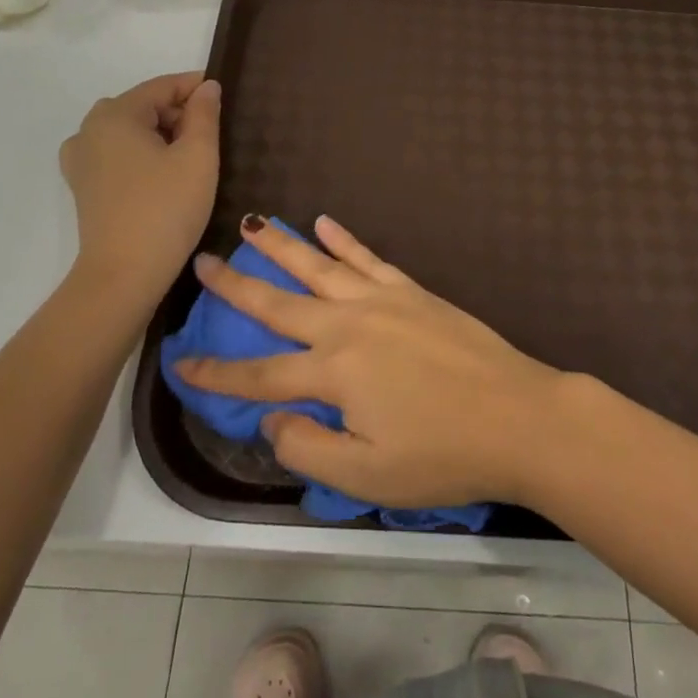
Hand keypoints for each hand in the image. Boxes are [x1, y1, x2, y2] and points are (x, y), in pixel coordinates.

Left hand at [62, 72, 219, 307]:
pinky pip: (117, 153)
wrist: (124, 275)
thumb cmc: (166, 209)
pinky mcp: (83, 185)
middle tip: (213, 135)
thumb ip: (204, 114)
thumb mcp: (198, 157)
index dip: (196, 87)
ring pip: (130, 130)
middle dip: (179, 113)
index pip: (163, 86)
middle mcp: (89, 128)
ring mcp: (81, 158)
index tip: (225, 97)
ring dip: (161, 135)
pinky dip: (142, 154)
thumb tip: (207, 87)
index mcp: (115, 114)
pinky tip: (163, 175)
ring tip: (191, 157)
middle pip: (144, 106)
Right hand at [173, 216, 566, 508]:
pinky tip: (324, 221)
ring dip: (281, 245)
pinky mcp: (412, 291)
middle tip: (203, 261)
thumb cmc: (443, 455)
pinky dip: (344, 238)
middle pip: (279, 303)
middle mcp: (349, 325)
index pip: (260, 375)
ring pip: (319, 266)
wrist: (518, 416)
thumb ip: (309, 449)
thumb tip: (271, 421)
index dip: (217, 374)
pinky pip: (368, 258)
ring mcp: (383, 301)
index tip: (180, 364)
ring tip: (251, 224)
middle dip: (237, 284)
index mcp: (334, 373)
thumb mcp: (369, 475)